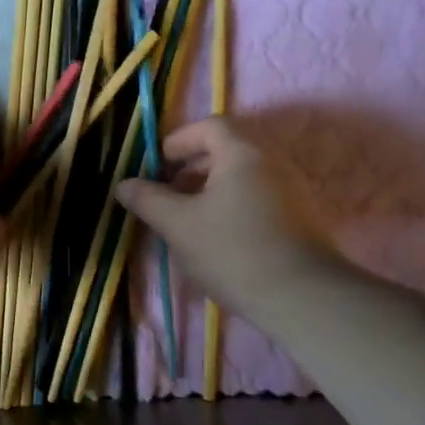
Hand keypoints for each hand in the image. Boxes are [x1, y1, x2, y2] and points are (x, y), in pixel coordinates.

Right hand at [114, 116, 334, 315]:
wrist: (301, 296)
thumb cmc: (232, 251)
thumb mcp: (178, 225)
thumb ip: (148, 200)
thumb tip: (124, 184)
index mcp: (243, 153)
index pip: (209, 127)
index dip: (178, 141)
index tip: (156, 167)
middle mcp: (271, 162)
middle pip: (226, 150)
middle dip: (190, 168)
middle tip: (165, 195)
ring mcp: (290, 190)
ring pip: (241, 177)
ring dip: (209, 190)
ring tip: (186, 220)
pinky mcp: (298, 218)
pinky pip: (256, 197)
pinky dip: (231, 205)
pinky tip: (216, 237)